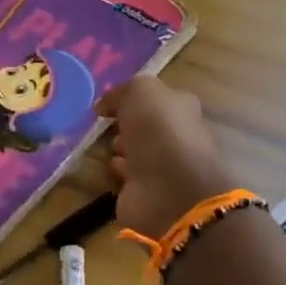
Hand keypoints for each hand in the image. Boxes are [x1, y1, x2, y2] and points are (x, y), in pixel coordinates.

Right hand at [95, 77, 235, 236]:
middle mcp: (176, 136)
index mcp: (182, 109)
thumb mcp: (140, 92)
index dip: (133, 99)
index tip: (109, 104)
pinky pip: (129, 177)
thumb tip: (103, 105)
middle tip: (110, 125)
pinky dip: (120, 171)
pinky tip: (113, 167)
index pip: (157, 99)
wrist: (169, 189)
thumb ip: (121, 92)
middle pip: (148, 126)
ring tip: (111, 146)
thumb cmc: (159, 131)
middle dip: (129, 125)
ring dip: (124, 148)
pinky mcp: (148, 192)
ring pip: (139, 152)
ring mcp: (164, 167)